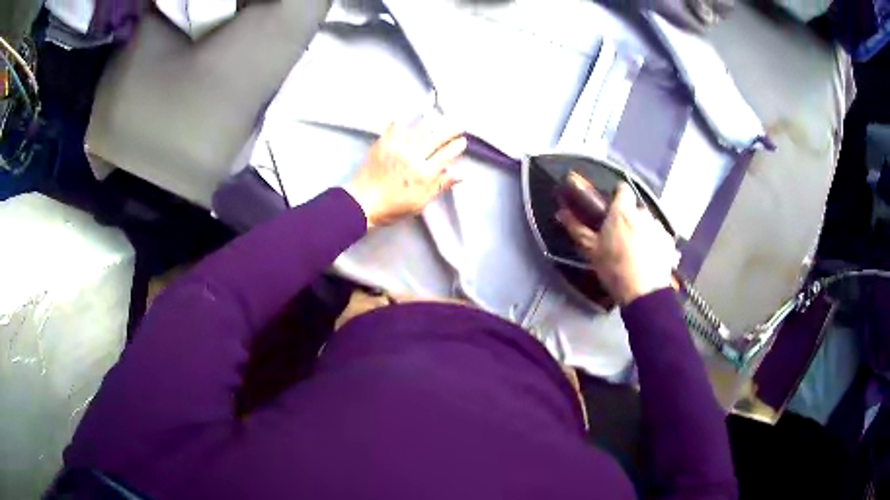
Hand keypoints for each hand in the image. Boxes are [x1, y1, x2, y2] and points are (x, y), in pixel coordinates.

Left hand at [345, 118, 467, 227]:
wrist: (362, 202)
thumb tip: (460, 175)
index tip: (462, 141)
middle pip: (436, 138)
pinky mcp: (383, 143)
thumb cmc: (392, 207)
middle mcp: (413, 156)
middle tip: (458, 125)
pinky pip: (396, 127)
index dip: (456, 147)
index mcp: (424, 173)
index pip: (446, 155)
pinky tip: (408, 118)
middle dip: (449, 131)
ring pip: (418, 130)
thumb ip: (440, 186)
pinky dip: (404, 122)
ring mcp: (397, 147)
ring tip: (438, 120)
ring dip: (431, 124)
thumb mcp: (420, 202)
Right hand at [557, 182, 678, 305]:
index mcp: (622, 211)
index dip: (617, 196)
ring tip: (636, 251)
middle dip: (629, 218)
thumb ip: (577, 228)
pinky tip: (649, 258)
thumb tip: (560, 212)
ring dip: (642, 230)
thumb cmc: (614, 268)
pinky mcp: (669, 242)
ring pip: (648, 222)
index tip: (611, 209)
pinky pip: (659, 236)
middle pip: (635, 208)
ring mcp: (658, 227)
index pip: (623, 189)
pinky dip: (655, 243)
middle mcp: (643, 213)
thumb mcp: (591, 250)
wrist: (643, 292)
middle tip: (620, 237)